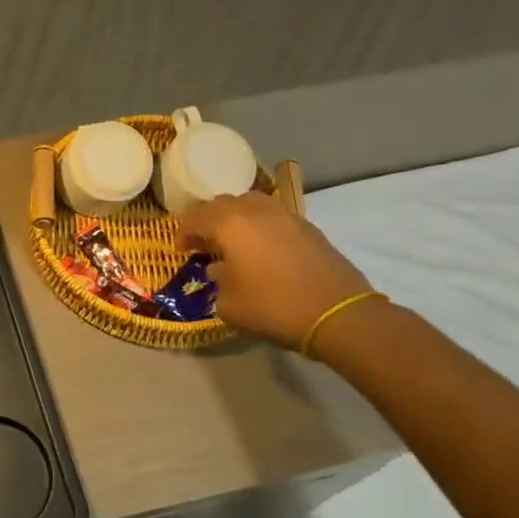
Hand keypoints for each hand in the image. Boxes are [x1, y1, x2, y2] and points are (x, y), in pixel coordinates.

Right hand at [176, 192, 372, 348]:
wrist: (337, 313)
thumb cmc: (272, 307)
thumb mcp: (228, 304)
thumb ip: (217, 282)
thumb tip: (220, 271)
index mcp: (229, 224)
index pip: (194, 218)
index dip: (183, 233)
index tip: (181, 251)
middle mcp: (254, 211)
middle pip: (221, 204)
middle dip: (207, 221)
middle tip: (204, 244)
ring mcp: (285, 215)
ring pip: (250, 204)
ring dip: (236, 218)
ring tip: (235, 241)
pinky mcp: (308, 227)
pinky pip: (273, 216)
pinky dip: (260, 226)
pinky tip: (263, 250)